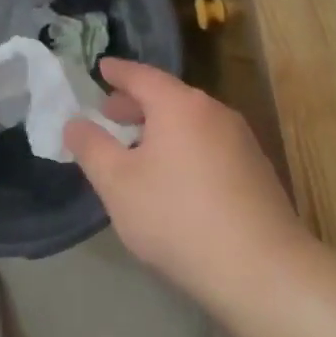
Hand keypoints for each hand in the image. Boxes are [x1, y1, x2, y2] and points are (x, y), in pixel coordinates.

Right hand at [63, 59, 313, 301]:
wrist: (260, 269)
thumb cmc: (176, 216)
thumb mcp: (117, 183)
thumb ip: (91, 147)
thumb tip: (75, 123)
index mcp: (180, 106)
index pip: (142, 76)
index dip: (118, 72)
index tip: (101, 67)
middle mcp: (215, 113)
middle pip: (169, 97)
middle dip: (136, 103)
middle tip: (110, 113)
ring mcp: (241, 141)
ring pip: (191, 122)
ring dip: (161, 128)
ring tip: (137, 146)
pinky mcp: (256, 171)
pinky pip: (209, 144)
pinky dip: (184, 146)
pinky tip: (173, 176)